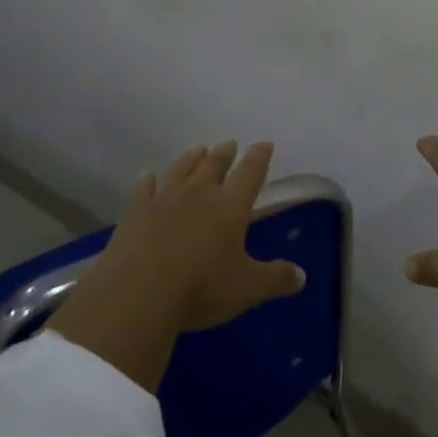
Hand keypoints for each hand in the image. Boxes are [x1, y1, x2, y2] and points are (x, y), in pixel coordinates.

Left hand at [50, 140, 303, 391]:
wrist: (139, 292)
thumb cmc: (201, 287)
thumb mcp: (247, 289)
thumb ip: (276, 279)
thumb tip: (302, 276)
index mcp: (230, 206)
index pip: (250, 172)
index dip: (259, 157)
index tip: (264, 144)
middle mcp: (199, 193)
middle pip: (214, 163)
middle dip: (225, 153)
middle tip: (230, 144)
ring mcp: (164, 198)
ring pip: (181, 168)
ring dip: (192, 157)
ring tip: (199, 150)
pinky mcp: (136, 211)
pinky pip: (145, 188)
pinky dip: (149, 179)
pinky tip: (148, 175)